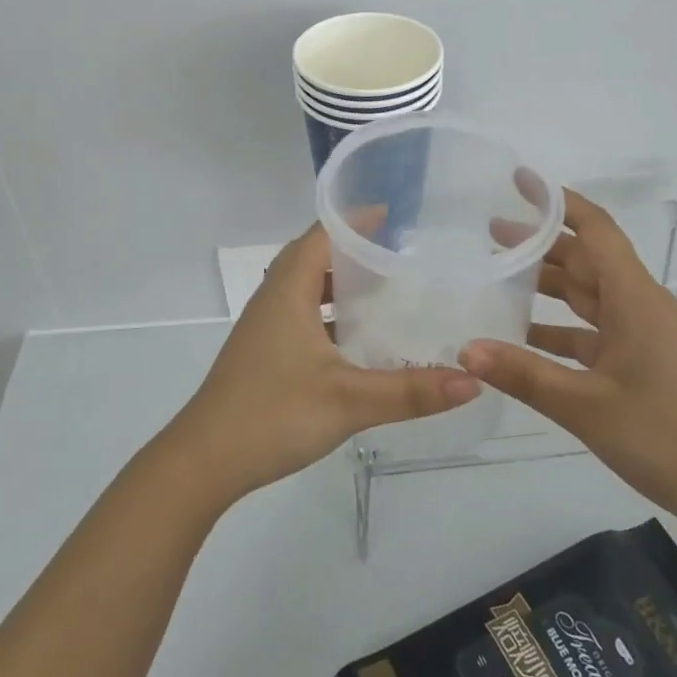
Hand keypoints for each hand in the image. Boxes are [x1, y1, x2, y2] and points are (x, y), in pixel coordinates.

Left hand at [166, 222, 481, 503]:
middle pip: (312, 256)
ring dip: (339, 283)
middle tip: (396, 253)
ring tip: (383, 290)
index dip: (355, 221)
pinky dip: (329, 314)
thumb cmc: (273, 414)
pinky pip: (300, 314)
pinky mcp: (263, 352)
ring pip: (305, 288)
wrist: (204, 461)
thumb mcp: (350, 401)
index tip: (393, 216)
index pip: (321, 235)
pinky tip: (356, 340)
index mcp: (288, 291)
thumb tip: (473, 380)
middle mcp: (273, 299)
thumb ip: (412, 391)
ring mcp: (264, 327)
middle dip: (351, 249)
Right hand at [460, 189, 676, 535]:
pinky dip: (557, 326)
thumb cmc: (666, 437)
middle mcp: (638, 304)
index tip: (519, 183)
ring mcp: (641, 333)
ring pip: (587, 293)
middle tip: (488, 233)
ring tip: (497, 274)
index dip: (558, 202)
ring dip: (546, 282)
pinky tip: (521, 334)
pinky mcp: (638, 360)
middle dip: (539, 241)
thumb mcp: (586, 406)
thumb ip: (524, 374)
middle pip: (585, 257)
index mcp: (634, 298)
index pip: (595, 229)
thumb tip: (465, 349)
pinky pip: (590, 330)